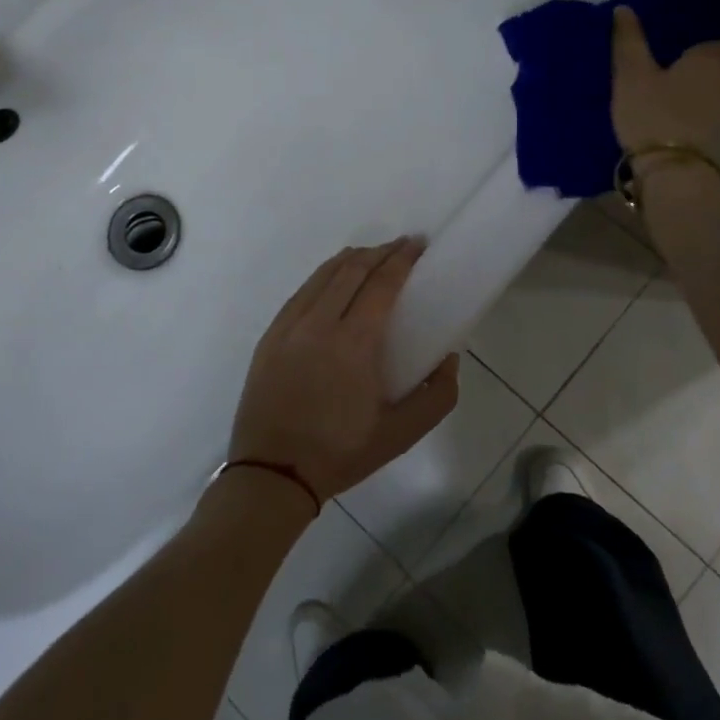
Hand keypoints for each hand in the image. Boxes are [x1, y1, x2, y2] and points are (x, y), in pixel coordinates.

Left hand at [228, 239, 459, 505]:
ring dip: (351, 259)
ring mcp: (289, 326)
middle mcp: (319, 323)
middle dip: (380, 252)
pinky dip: (323, 276)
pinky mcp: (270, 335)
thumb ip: (438, 396)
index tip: (417, 246)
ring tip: (371, 256)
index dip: (401, 259)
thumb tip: (449, 358)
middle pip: (352, 269)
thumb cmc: (341, 453)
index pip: (381, 283)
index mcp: (354, 343)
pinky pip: (301, 291)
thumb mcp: (402, 435)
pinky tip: (333, 280)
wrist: (273, 473)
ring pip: (323, 275)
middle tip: (402, 247)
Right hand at [610, 4, 719, 156]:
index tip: (717, 27)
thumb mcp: (632, 75)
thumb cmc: (654, 114)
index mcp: (719, 57)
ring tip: (680, 73)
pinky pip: (716, 106)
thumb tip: (624, 10)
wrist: (671, 174)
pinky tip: (678, 101)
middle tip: (690, 47)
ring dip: (711, 80)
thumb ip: (629, 41)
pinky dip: (703, 100)